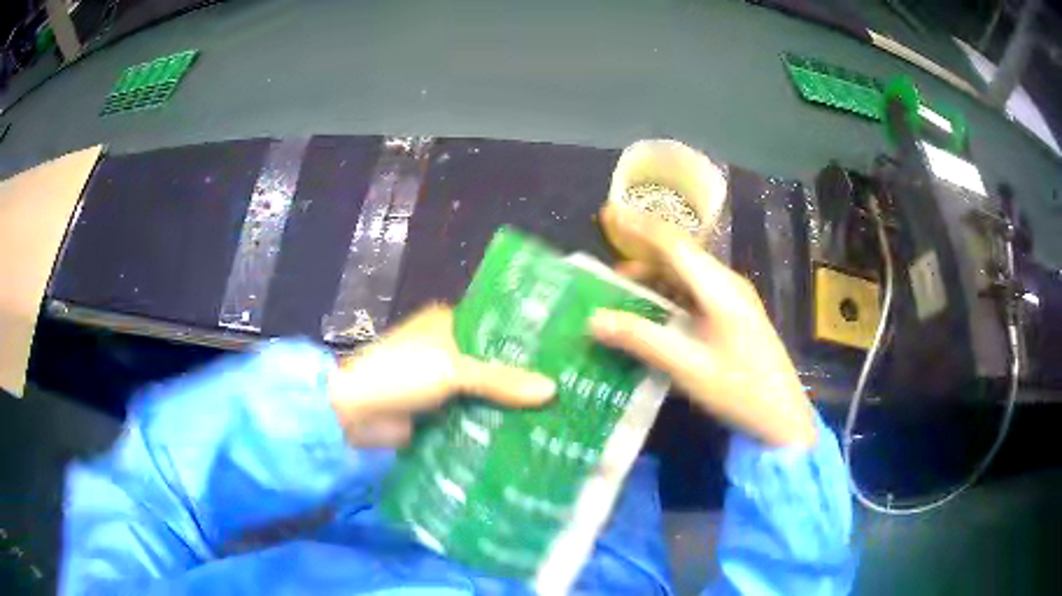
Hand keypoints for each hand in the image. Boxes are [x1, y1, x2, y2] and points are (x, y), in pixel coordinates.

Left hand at [328, 305, 555, 446]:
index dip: (528, 339)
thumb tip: (552, 390)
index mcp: (449, 323)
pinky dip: (494, 422)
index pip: (498, 326)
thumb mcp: (452, 370)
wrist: (354, 415)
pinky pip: (475, 414)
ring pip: (487, 391)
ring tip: (558, 412)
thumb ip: (501, 380)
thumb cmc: (400, 375)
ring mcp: (445, 383)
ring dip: (511, 403)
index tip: (564, 352)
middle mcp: (449, 348)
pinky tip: (527, 433)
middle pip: (495, 362)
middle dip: (524, 376)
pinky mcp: (442, 412)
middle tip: (570, 387)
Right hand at [591, 204, 815, 446]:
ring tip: (620, 287)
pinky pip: (694, 292)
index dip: (639, 226)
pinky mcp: (733, 316)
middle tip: (605, 258)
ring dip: (654, 275)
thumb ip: (642, 339)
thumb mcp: (688, 367)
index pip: (675, 244)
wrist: (782, 417)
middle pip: (680, 255)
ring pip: (687, 274)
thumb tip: (594, 319)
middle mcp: (727, 284)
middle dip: (642, 250)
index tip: (608, 213)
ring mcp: (733, 299)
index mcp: (720, 288)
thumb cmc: (740, 390)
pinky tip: (651, 309)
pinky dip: (668, 293)